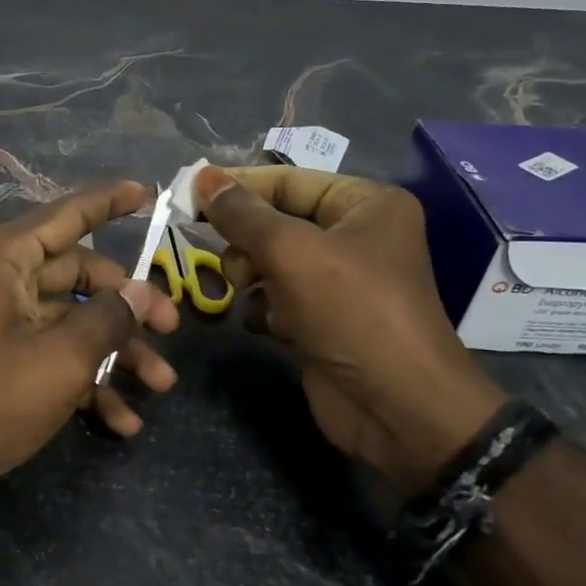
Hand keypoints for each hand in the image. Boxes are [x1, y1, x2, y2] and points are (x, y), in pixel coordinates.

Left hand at [0, 182, 180, 518]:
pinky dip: (83, 379)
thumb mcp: (61, 358)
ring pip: (69, 319)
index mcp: (1, 256)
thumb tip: (144, 291)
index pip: (66, 214)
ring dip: (113, 351)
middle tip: (172, 330)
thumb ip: (109, 317)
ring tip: (160, 386)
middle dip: (126, 306)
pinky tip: (122, 420)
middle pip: (76, 274)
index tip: (149, 193)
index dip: (109, 202)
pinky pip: (50, 352)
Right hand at [194, 165, 506, 495]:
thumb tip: (201, 176)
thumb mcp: (291, 251)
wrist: (398, 409)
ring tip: (249, 293)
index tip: (187, 197)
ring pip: (270, 260)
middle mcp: (355, 236)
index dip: (236, 188)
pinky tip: (266, 324)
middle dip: (245, 241)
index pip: (286, 181)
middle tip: (232, 262)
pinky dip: (263, 307)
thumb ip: (241, 214)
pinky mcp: (324, 319)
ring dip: (250, 276)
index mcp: (364, 204)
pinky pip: (277, 297)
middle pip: (275, 221)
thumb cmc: (351, 312)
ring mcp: (339, 281)